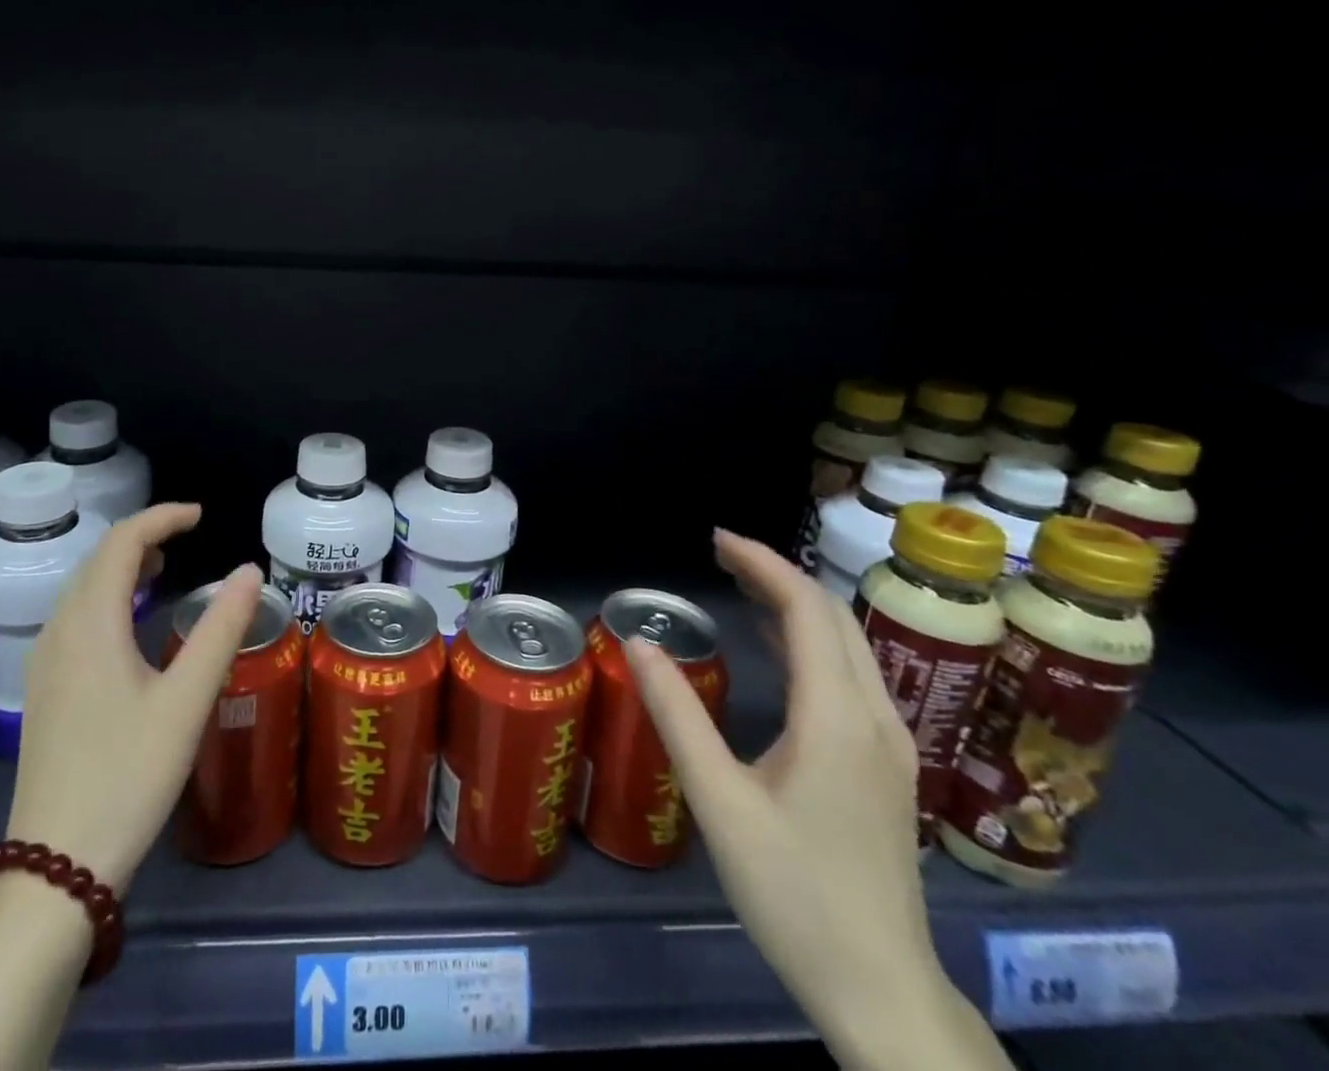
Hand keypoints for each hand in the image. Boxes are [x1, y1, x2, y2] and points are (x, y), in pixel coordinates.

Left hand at [5, 503, 262, 890]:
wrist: (55, 867)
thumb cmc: (129, 775)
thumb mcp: (188, 700)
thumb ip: (222, 629)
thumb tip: (250, 570)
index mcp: (91, 623)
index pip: (121, 542)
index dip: (161, 519)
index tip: (201, 516)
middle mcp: (59, 631)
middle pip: (96, 559)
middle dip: (142, 537)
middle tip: (187, 539)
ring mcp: (45, 662)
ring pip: (81, 589)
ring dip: (121, 566)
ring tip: (164, 569)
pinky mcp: (45, 690)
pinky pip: (74, 617)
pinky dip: (107, 596)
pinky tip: (130, 623)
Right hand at [626, 530, 1003, 1070]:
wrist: (882, 991)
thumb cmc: (794, 895)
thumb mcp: (719, 802)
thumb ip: (677, 715)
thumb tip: (638, 642)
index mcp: (838, 719)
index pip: (807, 610)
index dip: (762, 564)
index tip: (715, 539)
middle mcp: (876, 718)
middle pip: (834, 618)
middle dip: (777, 574)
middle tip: (719, 555)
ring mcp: (891, 744)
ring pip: (849, 644)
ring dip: (796, 603)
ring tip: (740, 584)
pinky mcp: (888, 766)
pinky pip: (851, 675)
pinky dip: (811, 640)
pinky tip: (778, 646)